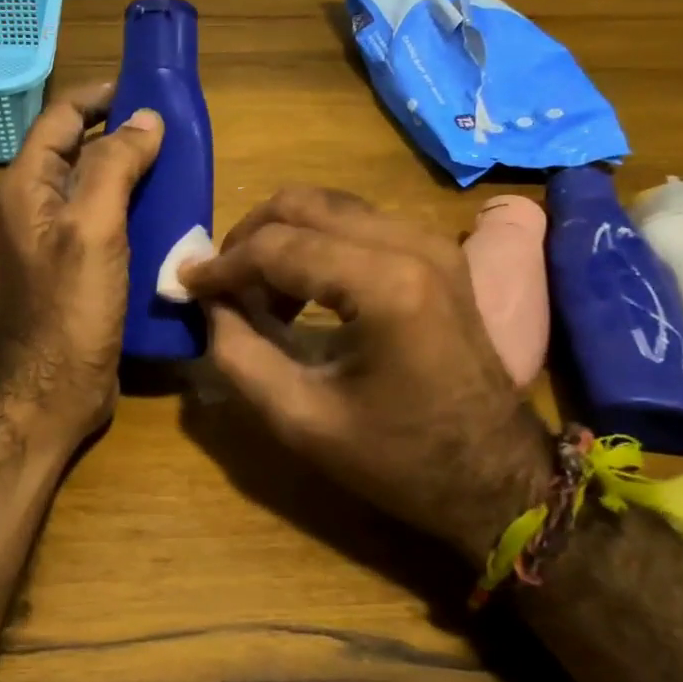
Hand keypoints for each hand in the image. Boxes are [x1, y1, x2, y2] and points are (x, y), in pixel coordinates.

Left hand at [0, 82, 163, 447]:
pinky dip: (140, 214)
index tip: (147, 89)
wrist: (50, 391)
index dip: (100, 96)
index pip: (61, 117)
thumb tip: (145, 118)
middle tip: (177, 133)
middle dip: (126, 136)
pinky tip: (174, 218)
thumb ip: (115, 166)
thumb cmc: (68, 307)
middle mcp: (40, 206)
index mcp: (30, 185)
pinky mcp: (83, 270)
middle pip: (82, 151)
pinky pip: (112, 226)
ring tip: (184, 170)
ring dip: (138, 176)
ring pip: (101, 190)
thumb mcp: (92, 227)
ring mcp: (61, 240)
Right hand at [181, 187, 553, 561]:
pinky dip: (315, 244)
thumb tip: (210, 304)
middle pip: (303, 204)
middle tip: (220, 282)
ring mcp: (432, 243)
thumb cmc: (400, 459)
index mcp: (385, 285)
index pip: (278, 247)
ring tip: (257, 294)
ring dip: (282, 239)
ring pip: (329, 206)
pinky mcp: (438, 253)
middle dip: (249, 237)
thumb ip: (239, 355)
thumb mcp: (301, 419)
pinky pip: (357, 224)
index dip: (223, 265)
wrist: (496, 478)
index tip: (186, 285)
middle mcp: (411, 244)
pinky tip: (300, 290)